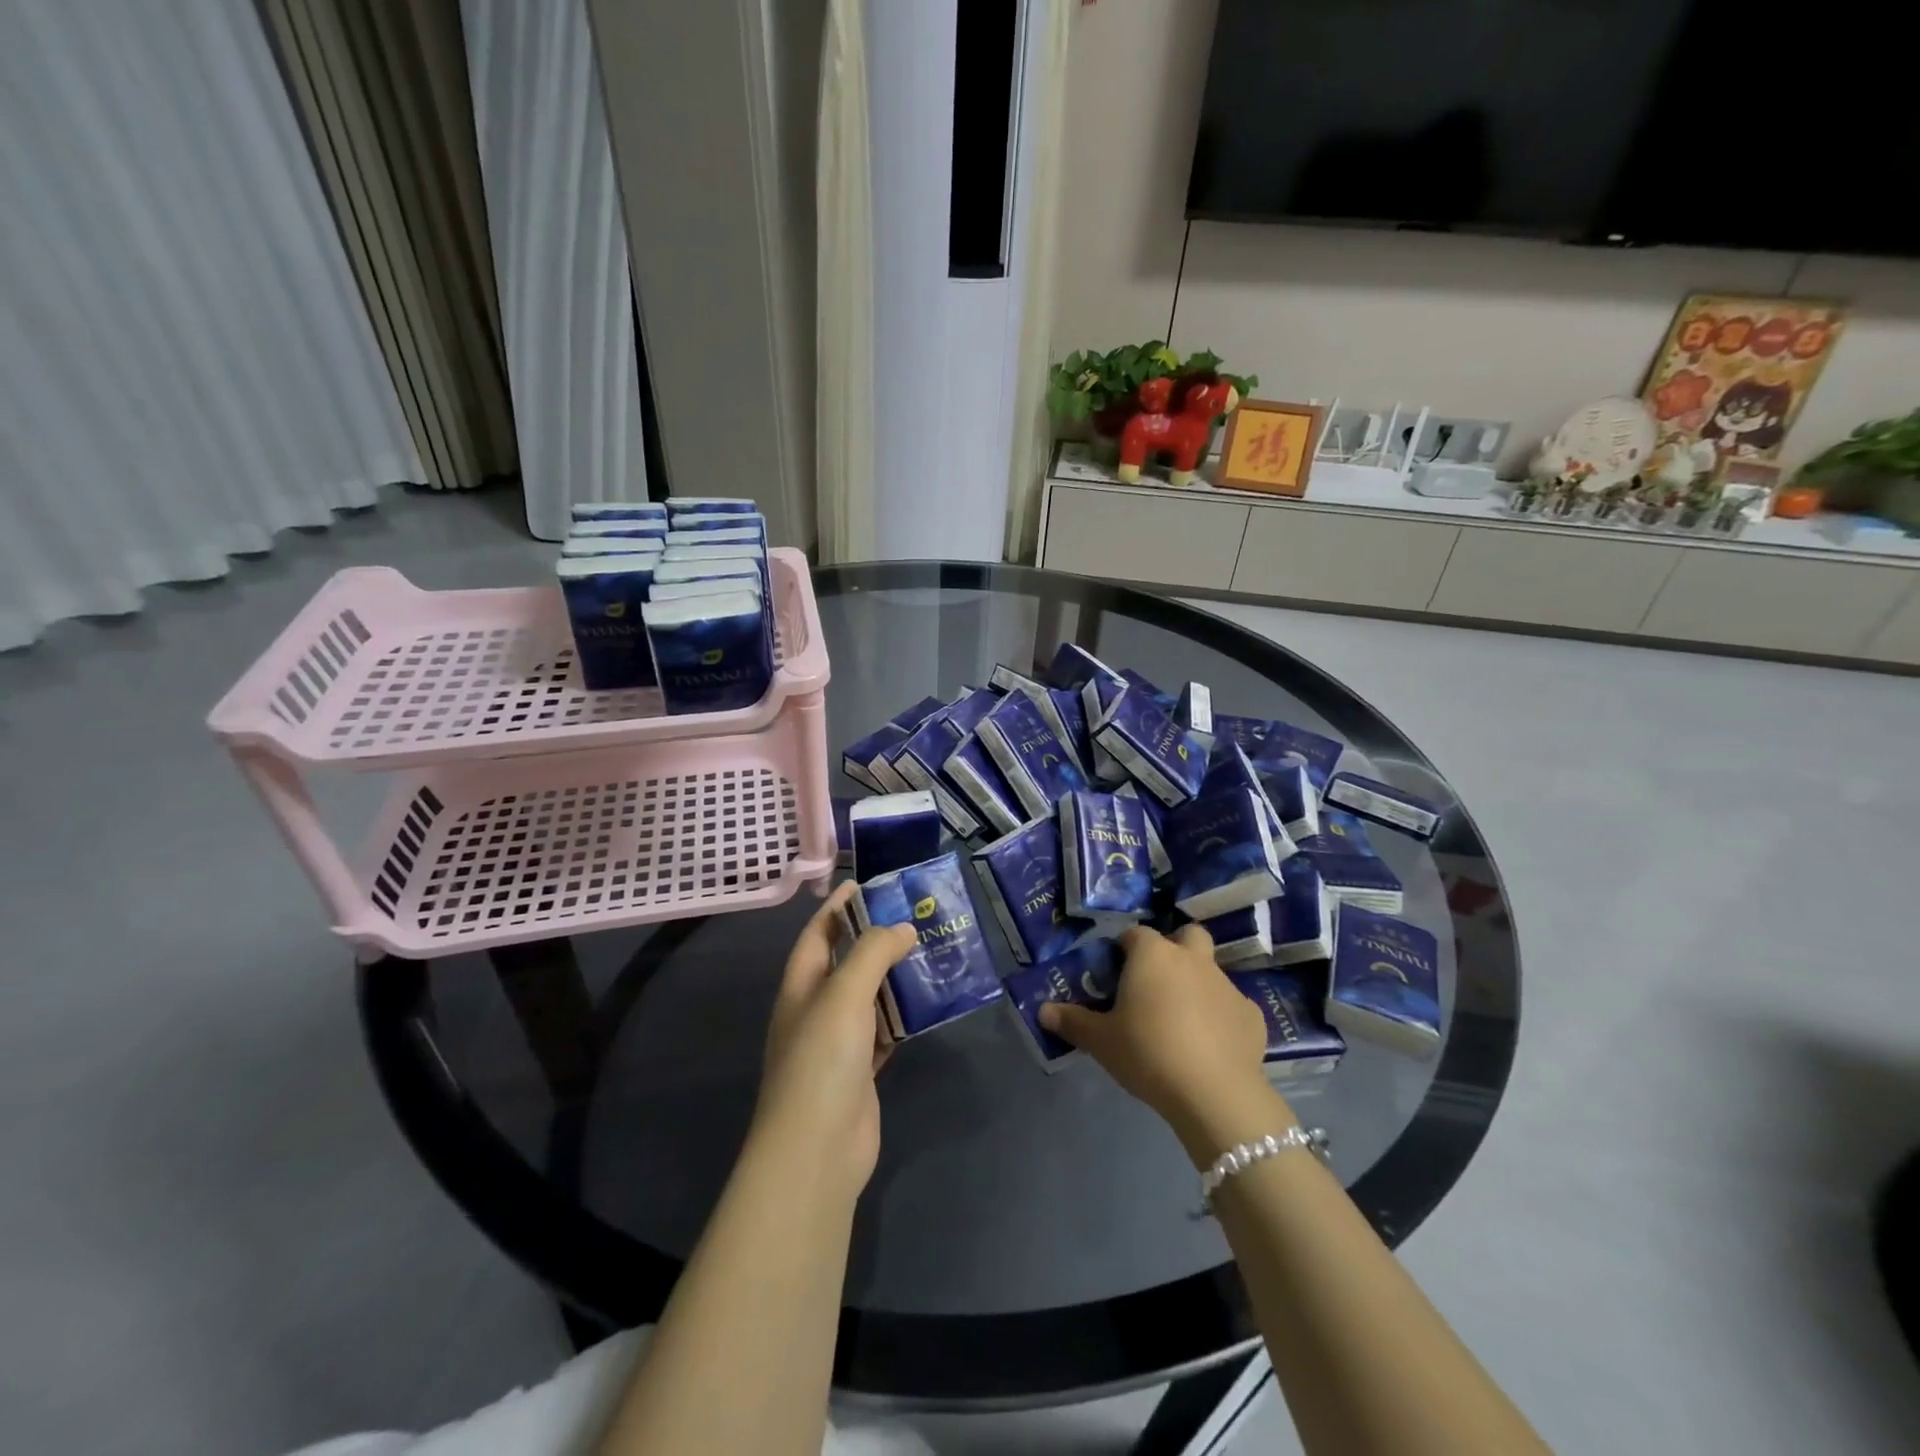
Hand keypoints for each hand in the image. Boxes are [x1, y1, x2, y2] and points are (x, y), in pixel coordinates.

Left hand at [751, 882, 917, 1195]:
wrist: (817, 1149)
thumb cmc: (822, 1059)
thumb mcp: (844, 993)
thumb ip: (873, 953)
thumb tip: (902, 928)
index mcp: (801, 986)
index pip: (818, 933)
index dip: (837, 906)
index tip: (864, 883)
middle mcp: (815, 1010)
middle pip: (845, 963)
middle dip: (874, 939)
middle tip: (912, 916)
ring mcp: (837, 1044)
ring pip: (868, 998)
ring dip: (893, 978)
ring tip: (929, 952)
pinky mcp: (860, 1071)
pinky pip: (884, 1032)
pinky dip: (902, 1017)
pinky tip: (927, 1004)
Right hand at [1040, 923, 1286, 1159]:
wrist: (1214, 1093)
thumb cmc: (1148, 1053)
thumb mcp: (1101, 1041)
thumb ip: (1072, 1021)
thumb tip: (1043, 1011)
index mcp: (1153, 955)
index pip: (1134, 934)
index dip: (1123, 950)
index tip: (1115, 974)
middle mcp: (1192, 959)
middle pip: (1186, 935)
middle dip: (1174, 949)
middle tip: (1156, 982)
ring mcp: (1226, 985)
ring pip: (1210, 970)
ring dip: (1197, 984)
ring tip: (1181, 1021)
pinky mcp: (1252, 1015)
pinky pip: (1232, 1006)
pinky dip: (1222, 1017)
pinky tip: (1212, 1044)